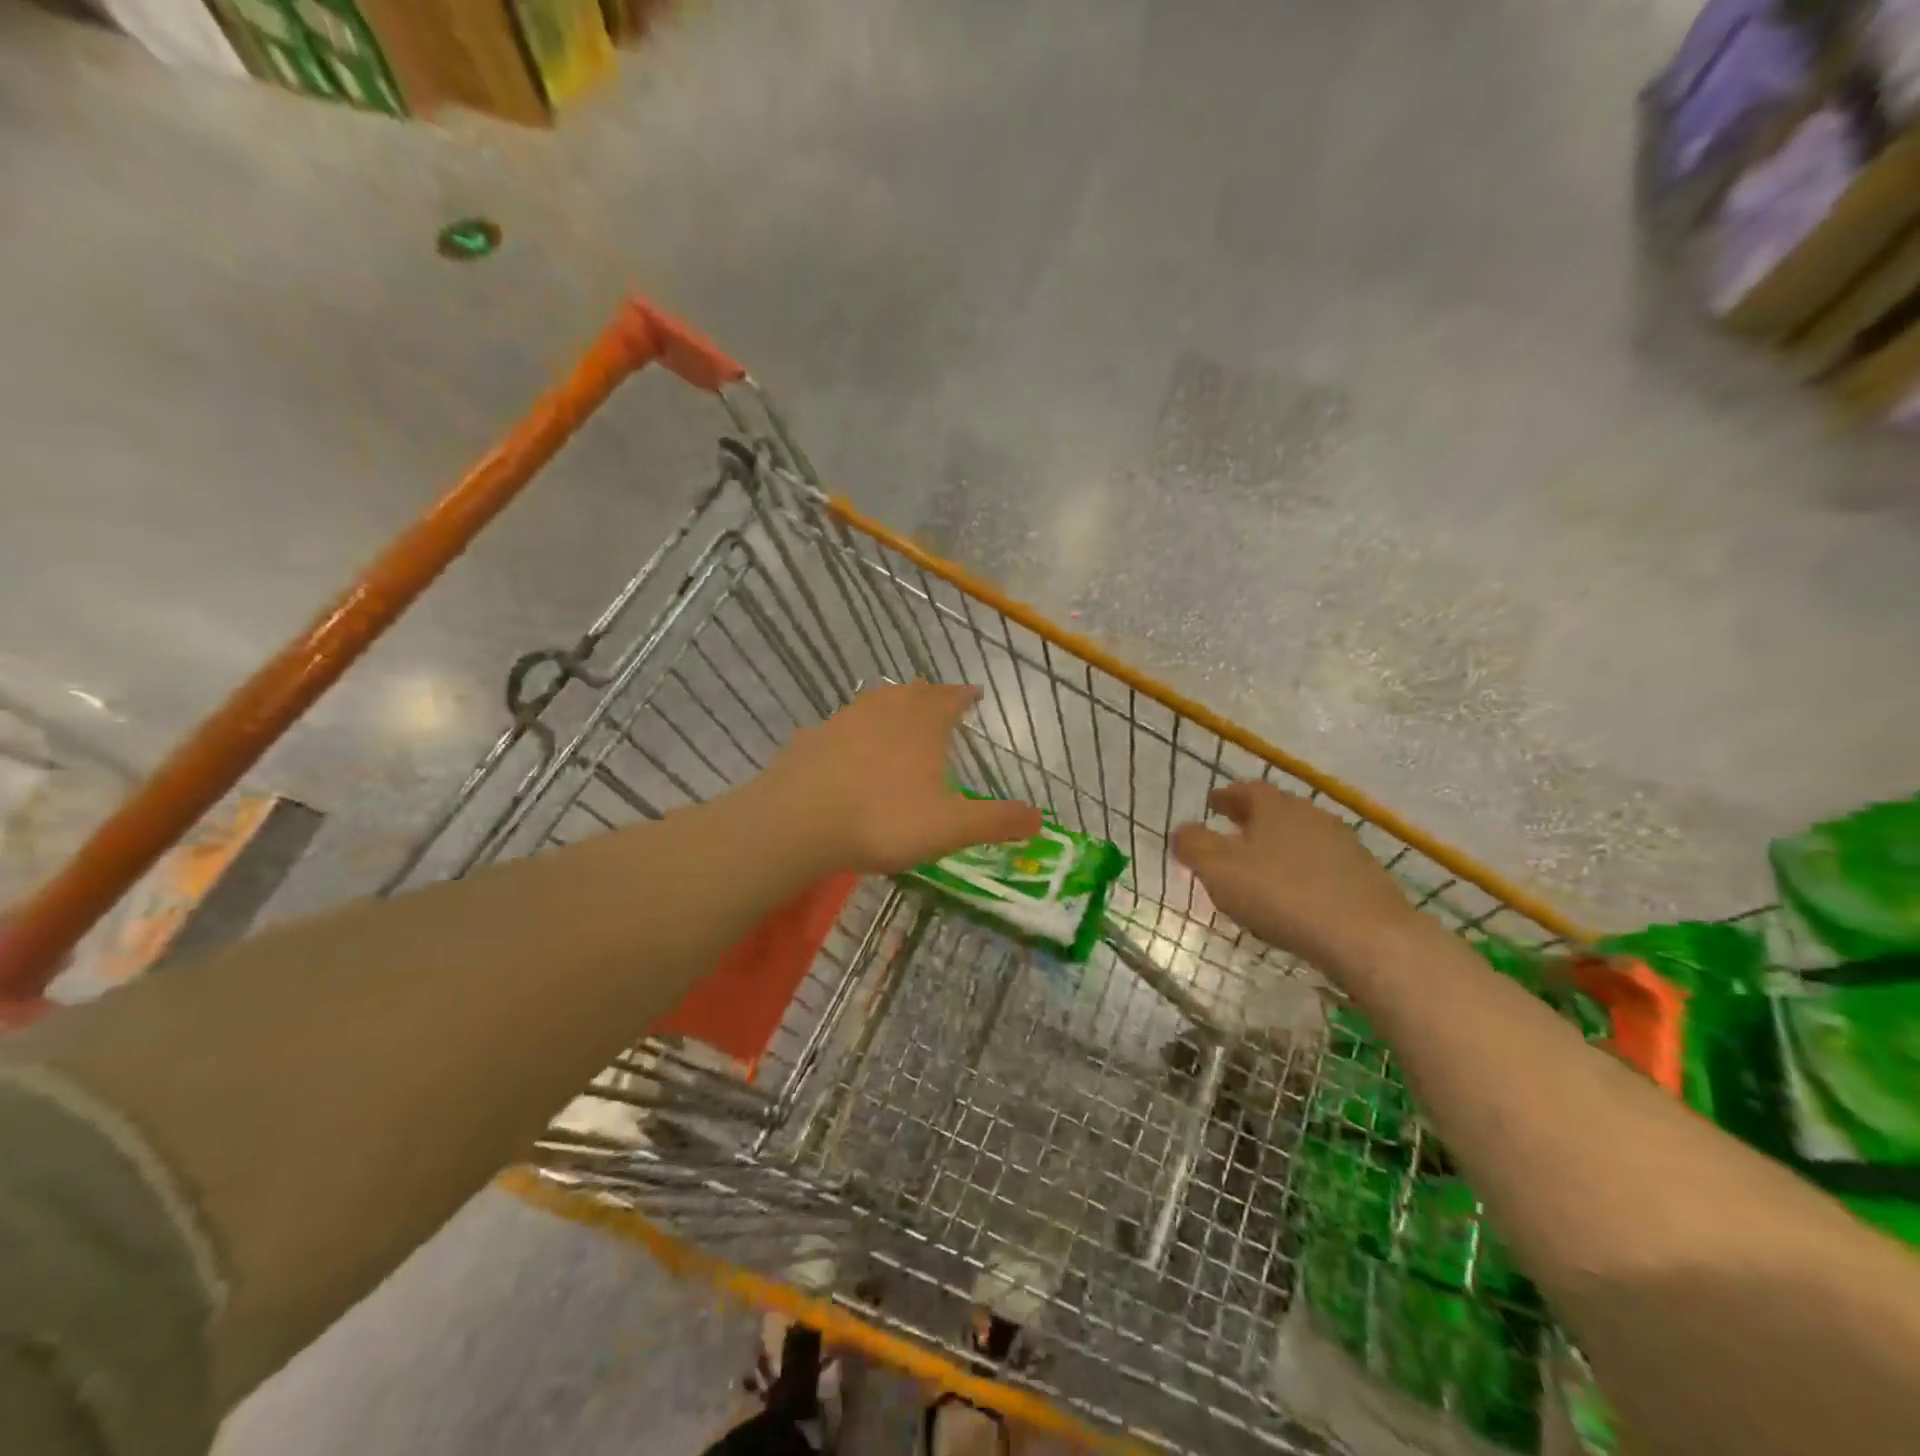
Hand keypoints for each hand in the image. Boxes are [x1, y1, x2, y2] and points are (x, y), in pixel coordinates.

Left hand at [760, 682, 1043, 874]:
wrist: (798, 821)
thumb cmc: (884, 819)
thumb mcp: (950, 827)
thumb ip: (995, 821)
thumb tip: (1040, 818)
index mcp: (923, 723)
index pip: (950, 699)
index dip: (963, 696)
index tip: (973, 694)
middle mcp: (885, 710)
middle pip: (912, 693)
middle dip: (929, 696)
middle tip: (939, 702)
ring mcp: (843, 720)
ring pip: (874, 703)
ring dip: (891, 707)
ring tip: (898, 718)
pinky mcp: (811, 739)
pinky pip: (840, 727)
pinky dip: (853, 732)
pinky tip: (848, 749)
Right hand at [1171, 781, 1418, 972]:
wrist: (1369, 937)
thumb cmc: (1282, 895)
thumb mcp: (1220, 872)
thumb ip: (1194, 847)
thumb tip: (1182, 830)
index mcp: (1275, 807)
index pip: (1246, 790)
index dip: (1226, 796)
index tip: (1213, 803)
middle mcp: (1311, 815)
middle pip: (1276, 811)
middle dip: (1252, 820)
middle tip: (1232, 832)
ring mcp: (1344, 844)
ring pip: (1301, 837)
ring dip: (1279, 846)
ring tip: (1261, 866)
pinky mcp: (1365, 876)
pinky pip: (1322, 864)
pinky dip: (1302, 871)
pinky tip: (1296, 893)